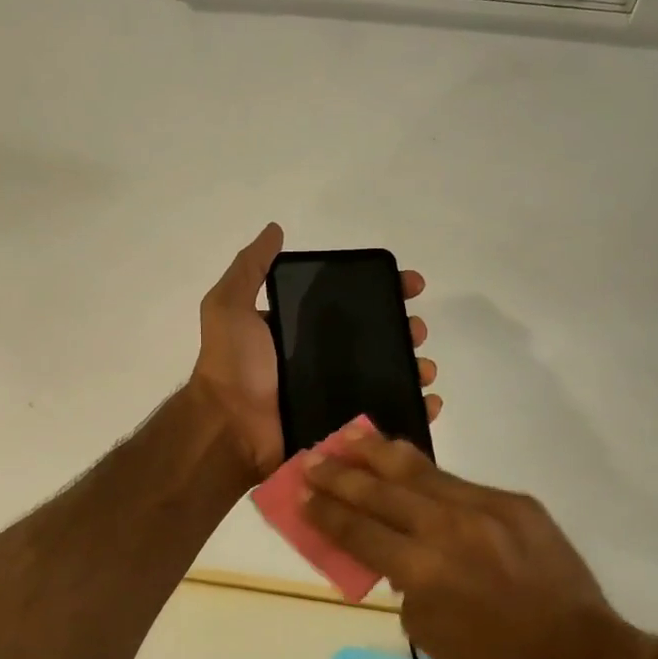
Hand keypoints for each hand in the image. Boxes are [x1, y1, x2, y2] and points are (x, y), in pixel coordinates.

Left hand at [188, 224, 439, 484]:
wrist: (228, 429)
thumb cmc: (233, 366)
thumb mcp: (229, 307)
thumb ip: (249, 269)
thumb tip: (275, 229)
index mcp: (300, 332)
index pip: (350, 304)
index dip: (382, 292)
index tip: (410, 285)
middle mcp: (320, 361)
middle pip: (376, 340)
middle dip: (404, 330)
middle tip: (416, 330)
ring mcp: (335, 396)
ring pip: (387, 377)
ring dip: (413, 368)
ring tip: (424, 369)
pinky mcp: (343, 428)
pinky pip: (386, 418)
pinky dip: (413, 410)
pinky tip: (429, 402)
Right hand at [301, 429, 657, 658]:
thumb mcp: (432, 633)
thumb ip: (404, 585)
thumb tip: (394, 554)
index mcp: (423, 572)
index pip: (359, 531)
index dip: (326, 512)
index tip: (301, 494)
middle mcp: (448, 529)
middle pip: (381, 492)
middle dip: (341, 475)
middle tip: (313, 459)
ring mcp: (485, 509)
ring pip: (420, 471)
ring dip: (379, 455)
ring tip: (350, 436)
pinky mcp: (515, 502)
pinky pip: (460, 484)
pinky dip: (429, 476)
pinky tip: (409, 464)